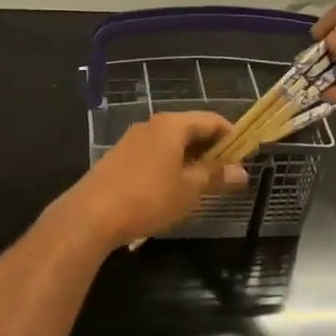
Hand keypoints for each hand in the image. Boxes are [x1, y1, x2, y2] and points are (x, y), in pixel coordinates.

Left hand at [58, 112, 247, 249]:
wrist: (91, 214)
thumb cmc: (148, 197)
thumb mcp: (189, 189)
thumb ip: (216, 176)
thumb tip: (242, 171)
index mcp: (172, 125)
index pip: (211, 120)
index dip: (231, 136)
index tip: (244, 157)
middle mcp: (151, 125)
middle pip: (189, 130)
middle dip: (210, 150)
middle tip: (225, 175)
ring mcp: (131, 141)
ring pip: (169, 145)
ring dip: (188, 161)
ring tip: (200, 186)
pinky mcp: (117, 159)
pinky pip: (152, 157)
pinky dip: (168, 167)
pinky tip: (170, 191)